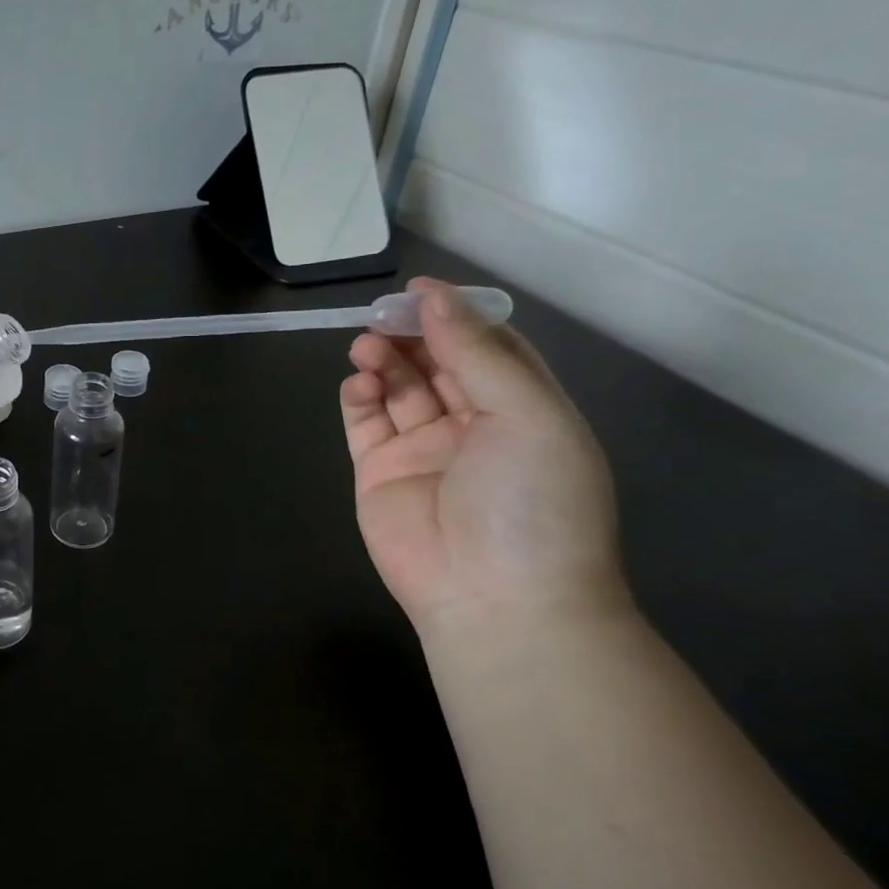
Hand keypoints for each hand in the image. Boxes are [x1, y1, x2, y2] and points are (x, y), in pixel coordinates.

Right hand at [339, 279, 628, 638]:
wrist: (495, 598)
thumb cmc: (531, 501)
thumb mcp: (527, 415)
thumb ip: (477, 354)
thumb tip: (433, 298)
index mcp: (522, 411)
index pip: (487, 348)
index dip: (456, 316)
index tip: (420, 291)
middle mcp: (472, 426)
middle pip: (436, 363)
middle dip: (411, 335)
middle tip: (382, 316)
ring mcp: (422, 451)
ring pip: (397, 389)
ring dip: (382, 361)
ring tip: (364, 347)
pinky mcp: (378, 473)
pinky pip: (364, 424)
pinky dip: (357, 397)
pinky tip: (357, 383)